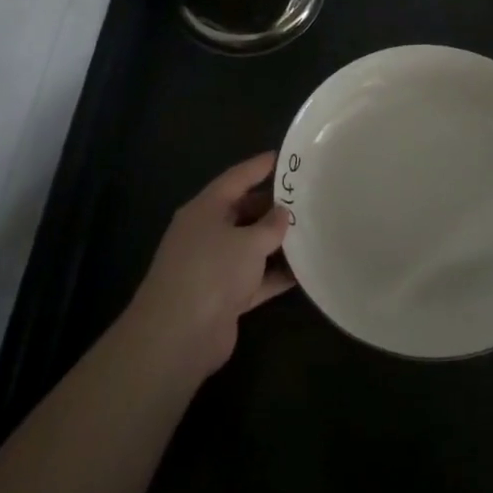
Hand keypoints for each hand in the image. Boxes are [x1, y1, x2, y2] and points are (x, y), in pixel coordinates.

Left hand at [123, 153, 294, 379]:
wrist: (179, 335)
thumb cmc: (212, 272)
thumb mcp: (248, 242)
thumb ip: (270, 226)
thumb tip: (282, 213)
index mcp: (204, 210)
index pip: (235, 179)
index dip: (259, 167)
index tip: (284, 157)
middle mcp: (206, 233)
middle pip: (243, 212)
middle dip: (272, 206)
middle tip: (307, 197)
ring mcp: (213, 267)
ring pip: (250, 246)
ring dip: (276, 243)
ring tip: (312, 230)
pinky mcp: (223, 297)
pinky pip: (255, 278)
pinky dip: (275, 275)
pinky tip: (304, 272)